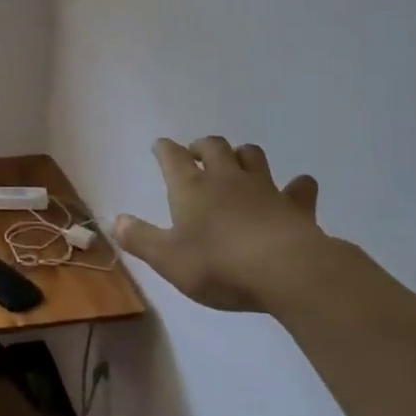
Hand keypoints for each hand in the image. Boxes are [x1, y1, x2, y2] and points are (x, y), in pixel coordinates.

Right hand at [113, 137, 348, 313]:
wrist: (284, 270)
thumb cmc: (218, 264)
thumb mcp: (167, 259)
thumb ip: (140, 239)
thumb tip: (115, 220)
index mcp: (191, 188)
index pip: (172, 157)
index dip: (164, 149)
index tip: (160, 146)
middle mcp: (226, 179)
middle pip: (214, 146)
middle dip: (203, 146)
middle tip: (197, 153)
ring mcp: (264, 188)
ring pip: (252, 156)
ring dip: (242, 155)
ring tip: (237, 164)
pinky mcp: (295, 205)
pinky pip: (299, 187)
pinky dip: (296, 186)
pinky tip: (296, 189)